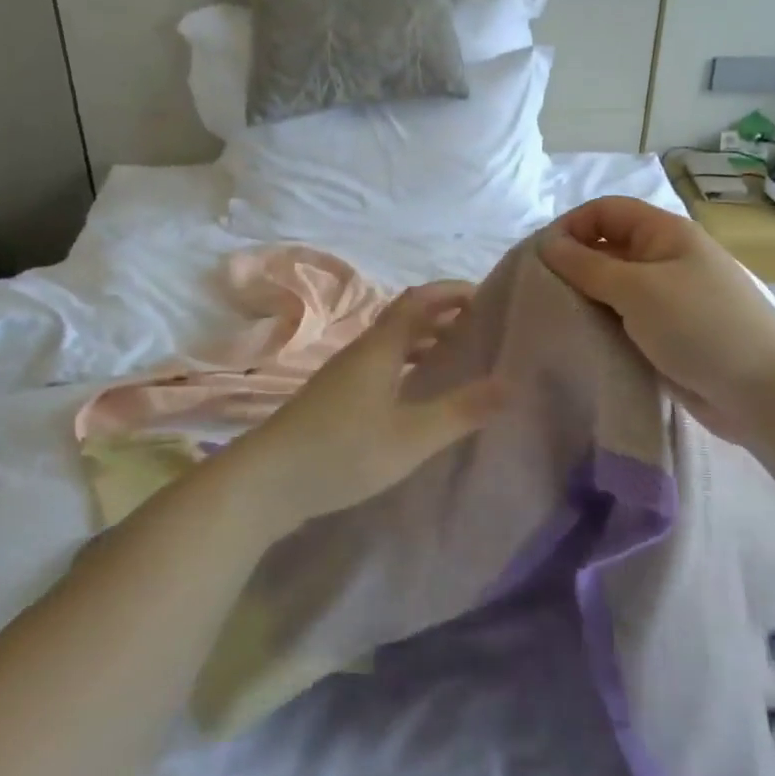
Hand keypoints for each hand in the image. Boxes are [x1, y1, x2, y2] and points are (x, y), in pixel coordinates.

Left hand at [226, 282, 504, 533]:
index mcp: (379, 348)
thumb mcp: (411, 436)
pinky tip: (417, 396)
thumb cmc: (342, 452)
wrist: (264, 483)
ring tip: (458, 359)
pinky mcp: (334, 401)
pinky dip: (407, 367)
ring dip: (425, 343)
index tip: (486, 298)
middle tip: (481, 330)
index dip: (451, 291)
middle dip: (443, 316)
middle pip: (405, 319)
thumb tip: (510, 383)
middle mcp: (361, 353)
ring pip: (391, 345)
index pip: (419, 300)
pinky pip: (380, 367)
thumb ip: (461, 410)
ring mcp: (343, 377)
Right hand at [538, 197, 774, 438]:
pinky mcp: (667, 335)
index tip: (540, 258)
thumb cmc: (701, 326)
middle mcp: (665, 259)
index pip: (606, 211)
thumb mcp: (638, 289)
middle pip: (607, 248)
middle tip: (539, 293)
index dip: (572, 226)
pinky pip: (624, 320)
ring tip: (553, 318)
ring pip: (613, 288)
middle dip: (573, 264)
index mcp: (665, 233)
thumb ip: (588, 266)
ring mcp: (668, 299)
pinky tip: (580, 340)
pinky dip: (602, 325)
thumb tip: (547, 243)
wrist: (764, 393)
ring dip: (585, 299)